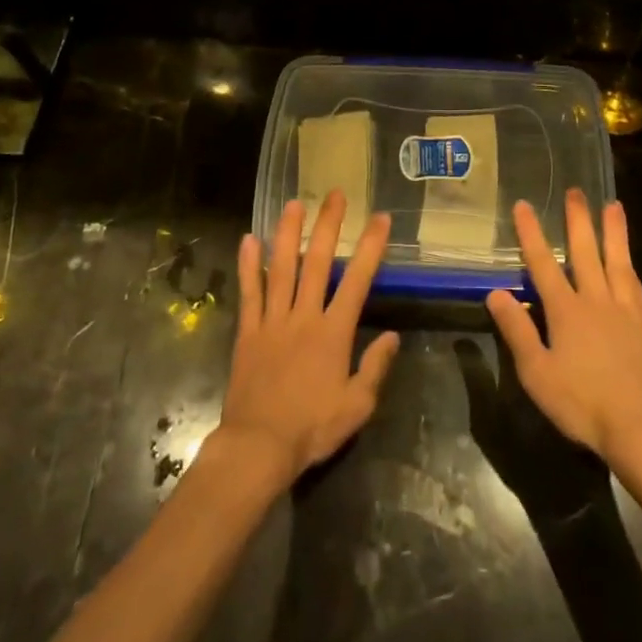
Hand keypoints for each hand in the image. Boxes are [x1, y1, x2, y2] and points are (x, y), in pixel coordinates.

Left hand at [218, 193, 400, 485]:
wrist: (258, 447)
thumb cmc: (312, 428)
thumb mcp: (357, 406)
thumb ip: (375, 367)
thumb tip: (393, 335)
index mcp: (333, 332)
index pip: (357, 280)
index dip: (370, 247)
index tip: (380, 218)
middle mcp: (304, 316)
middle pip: (317, 262)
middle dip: (328, 226)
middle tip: (334, 194)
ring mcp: (272, 321)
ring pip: (281, 268)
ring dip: (288, 233)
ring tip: (294, 204)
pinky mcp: (248, 332)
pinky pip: (249, 293)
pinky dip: (249, 265)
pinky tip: (249, 239)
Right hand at [486, 190, 641, 467]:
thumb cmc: (583, 404)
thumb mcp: (537, 373)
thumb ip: (517, 331)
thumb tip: (496, 293)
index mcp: (566, 311)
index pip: (543, 264)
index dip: (531, 233)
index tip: (524, 205)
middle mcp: (596, 301)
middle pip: (585, 253)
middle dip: (578, 220)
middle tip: (576, 190)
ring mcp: (625, 312)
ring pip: (617, 262)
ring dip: (613, 233)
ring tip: (613, 206)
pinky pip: (637, 288)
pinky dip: (631, 268)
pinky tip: (631, 263)